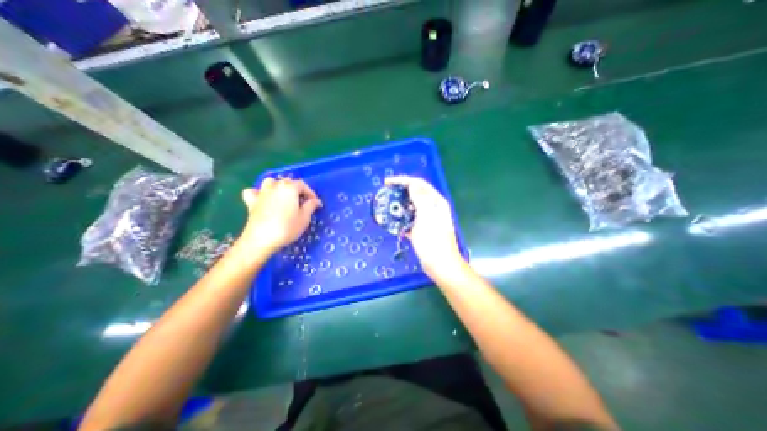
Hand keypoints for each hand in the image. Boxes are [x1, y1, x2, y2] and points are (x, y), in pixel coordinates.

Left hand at [239, 177, 322, 256]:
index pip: (303, 185)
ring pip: (271, 183)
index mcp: (289, 187)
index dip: (311, 194)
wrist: (261, 239)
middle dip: (297, 191)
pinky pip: (253, 192)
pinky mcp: (251, 202)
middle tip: (303, 203)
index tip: (315, 203)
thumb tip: (316, 201)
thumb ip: (311, 206)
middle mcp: (275, 186)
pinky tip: (263, 199)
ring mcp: (261, 193)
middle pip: (288, 183)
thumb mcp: (305, 218)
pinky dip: (258, 193)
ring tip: (284, 197)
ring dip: (278, 187)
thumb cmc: (287, 227)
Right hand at [386, 176, 463, 280]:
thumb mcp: (426, 217)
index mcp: (436, 202)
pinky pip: (410, 219)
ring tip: (387, 205)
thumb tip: (412, 184)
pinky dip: (402, 218)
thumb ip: (420, 199)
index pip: (418, 184)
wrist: (440, 265)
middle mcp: (433, 208)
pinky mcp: (423, 229)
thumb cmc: (433, 241)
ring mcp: (428, 219)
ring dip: (400, 205)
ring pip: (412, 207)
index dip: (403, 180)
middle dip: (400, 191)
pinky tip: (394, 221)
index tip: (387, 183)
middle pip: (415, 194)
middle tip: (386, 192)